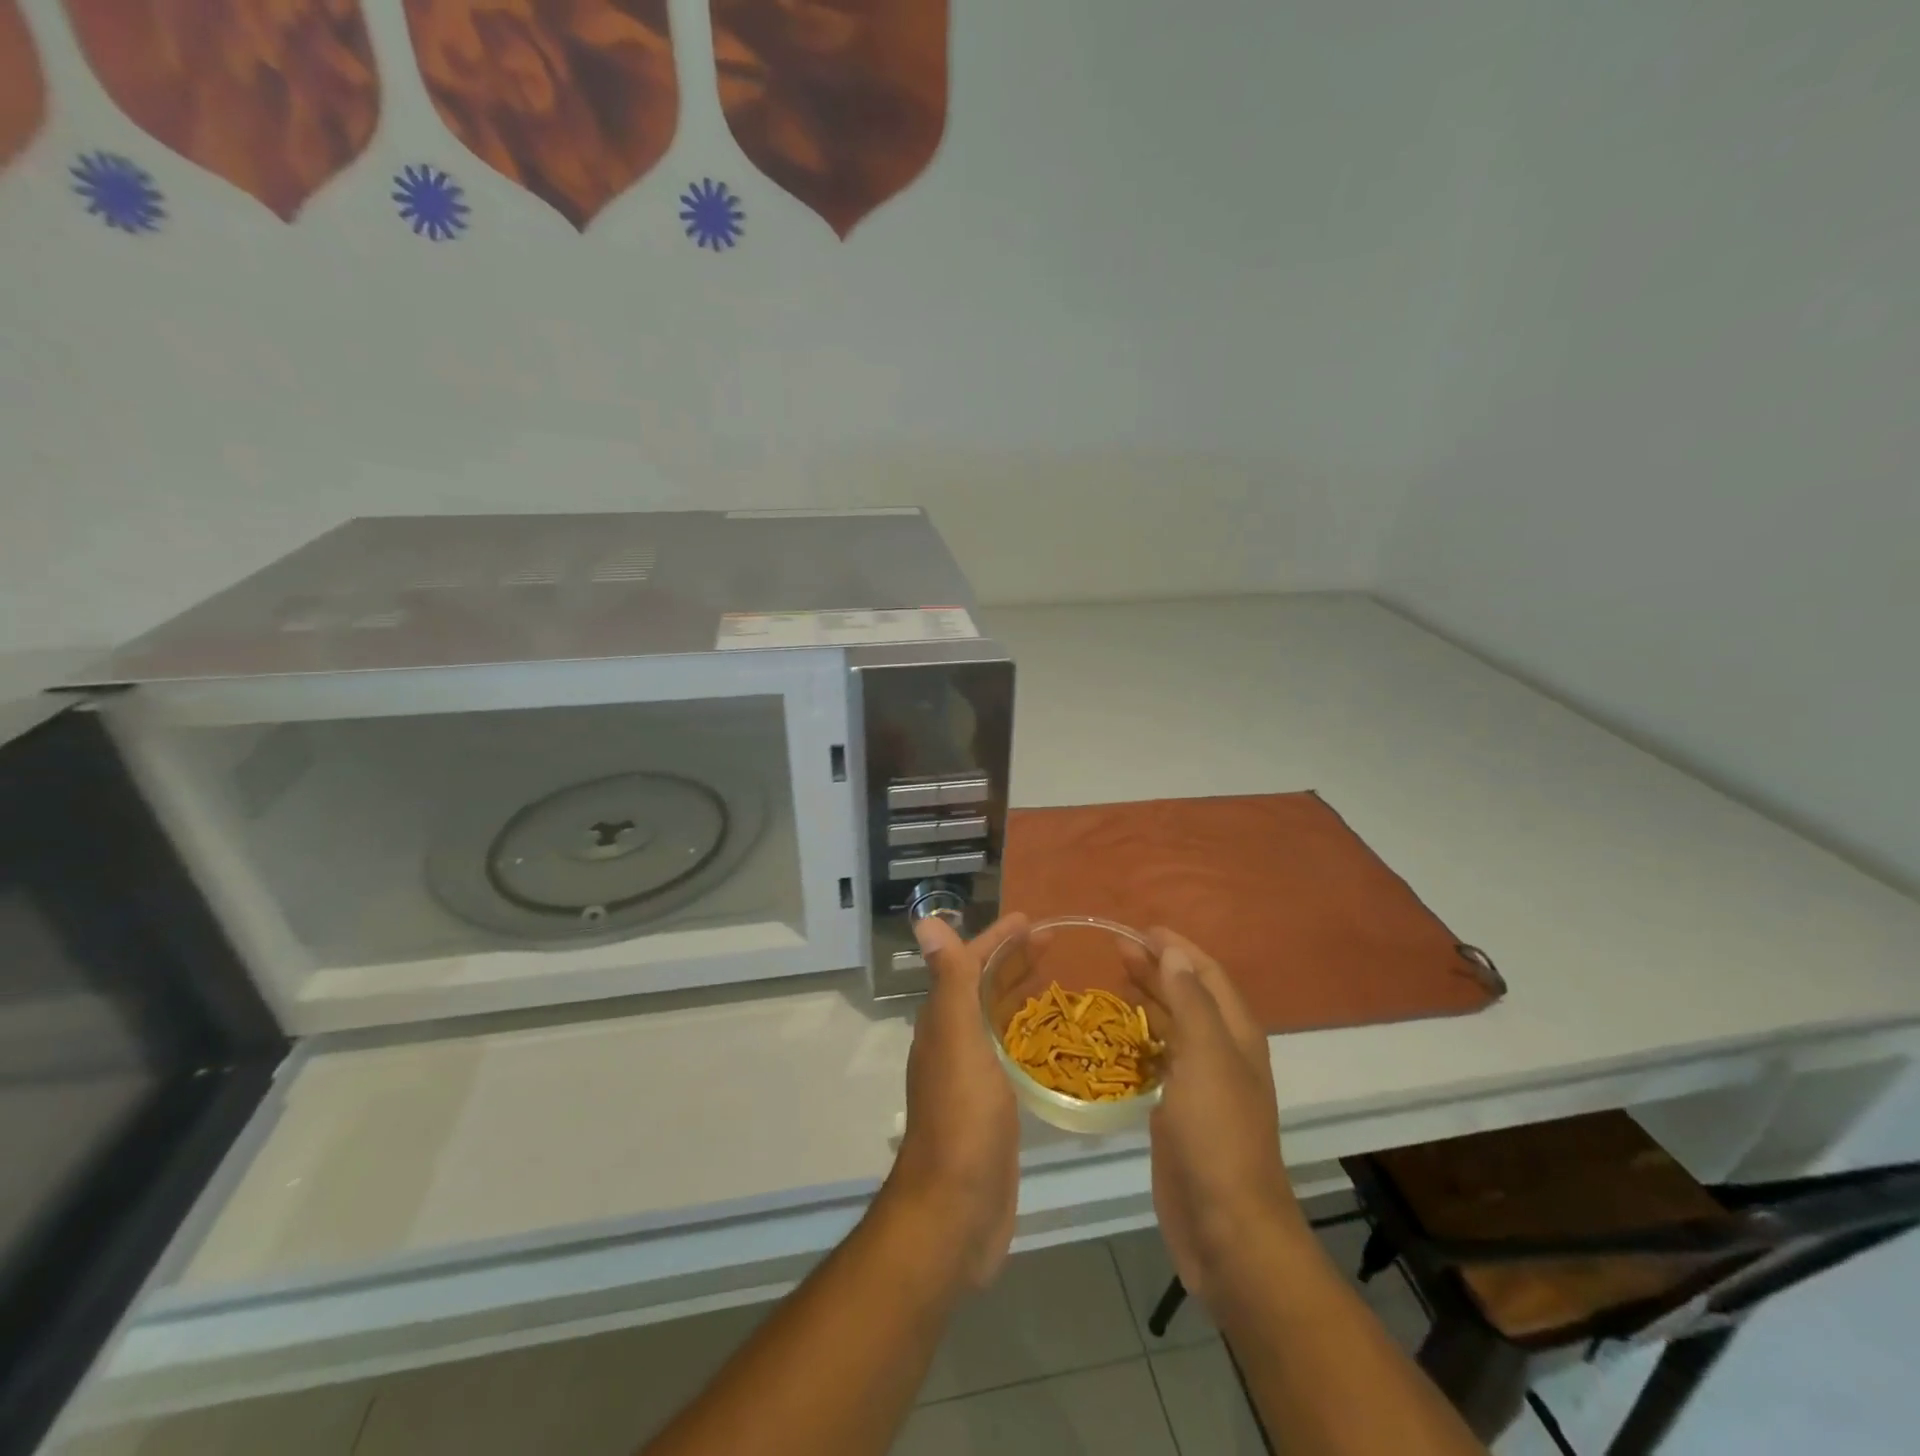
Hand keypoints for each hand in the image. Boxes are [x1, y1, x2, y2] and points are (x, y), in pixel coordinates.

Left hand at [882, 913, 1026, 1289]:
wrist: (955, 1211)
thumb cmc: (962, 1118)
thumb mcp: (958, 1039)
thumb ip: (949, 980)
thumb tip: (924, 920)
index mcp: (944, 1021)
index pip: (968, 964)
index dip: (995, 939)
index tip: (1030, 920)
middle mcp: (954, 1042)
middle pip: (983, 987)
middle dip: (1013, 960)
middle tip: (1053, 942)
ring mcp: (972, 1076)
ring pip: (997, 1019)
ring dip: (1019, 993)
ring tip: (1056, 978)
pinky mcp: (993, 1106)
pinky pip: (1010, 1054)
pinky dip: (1027, 1034)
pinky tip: (1050, 1039)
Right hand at [1128, 930, 1306, 1305]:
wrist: (1226, 1228)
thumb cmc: (1217, 1135)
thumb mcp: (1206, 1057)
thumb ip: (1190, 1001)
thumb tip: (1174, 951)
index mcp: (1236, 1034)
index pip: (1207, 974)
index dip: (1177, 947)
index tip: (1139, 929)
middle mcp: (1222, 1052)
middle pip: (1188, 995)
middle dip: (1157, 968)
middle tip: (1115, 949)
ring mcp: (1201, 1084)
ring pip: (1173, 1027)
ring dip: (1149, 999)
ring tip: (1114, 980)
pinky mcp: (1179, 1112)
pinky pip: (1159, 1060)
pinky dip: (1141, 1039)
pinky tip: (1118, 1036)